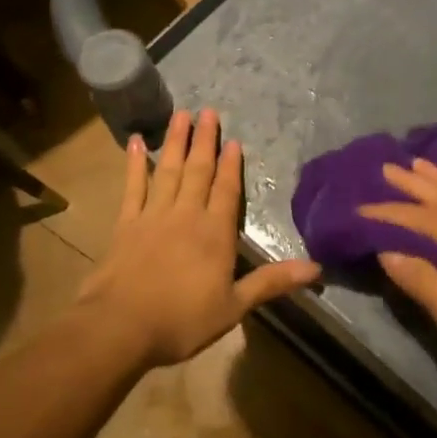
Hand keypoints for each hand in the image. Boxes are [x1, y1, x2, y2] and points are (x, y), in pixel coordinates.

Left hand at [73, 109, 319, 371]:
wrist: (119, 326)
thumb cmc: (181, 320)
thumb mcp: (234, 306)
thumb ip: (271, 282)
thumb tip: (317, 268)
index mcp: (215, 234)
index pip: (226, 191)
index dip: (231, 165)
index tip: (233, 139)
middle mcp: (186, 216)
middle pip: (198, 171)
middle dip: (205, 141)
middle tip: (208, 111)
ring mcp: (153, 216)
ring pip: (168, 171)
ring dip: (175, 142)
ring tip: (180, 114)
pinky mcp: (125, 224)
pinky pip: (133, 187)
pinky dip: (135, 164)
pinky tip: (137, 143)